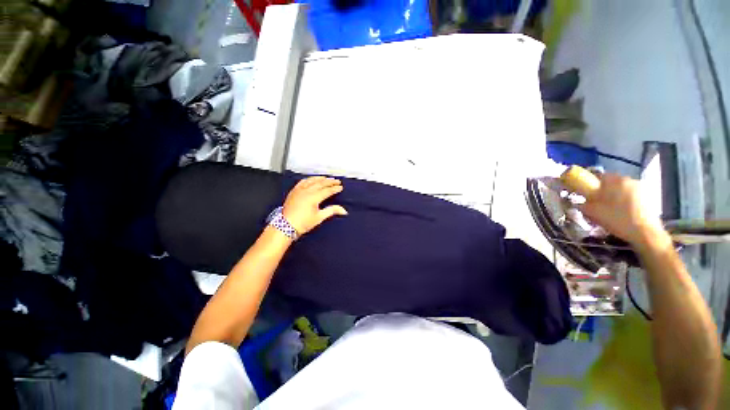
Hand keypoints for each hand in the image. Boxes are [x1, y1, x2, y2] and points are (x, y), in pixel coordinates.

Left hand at [282, 176, 347, 235]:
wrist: (286, 226)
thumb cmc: (303, 223)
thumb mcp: (319, 217)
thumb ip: (332, 211)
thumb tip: (344, 210)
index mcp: (314, 197)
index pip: (327, 190)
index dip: (335, 188)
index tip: (340, 187)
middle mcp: (307, 191)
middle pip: (321, 183)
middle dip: (330, 182)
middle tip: (337, 181)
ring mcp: (299, 190)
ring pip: (312, 180)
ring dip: (320, 178)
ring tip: (327, 178)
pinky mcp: (294, 191)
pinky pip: (302, 182)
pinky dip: (309, 179)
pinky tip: (312, 179)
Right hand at [579, 173, 667, 247]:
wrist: (645, 233)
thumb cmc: (617, 219)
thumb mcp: (593, 213)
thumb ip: (583, 204)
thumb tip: (578, 202)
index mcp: (615, 180)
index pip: (600, 176)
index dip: (592, 184)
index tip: (588, 194)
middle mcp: (629, 180)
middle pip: (613, 182)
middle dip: (605, 191)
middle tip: (599, 203)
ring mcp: (641, 188)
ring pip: (623, 189)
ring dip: (617, 196)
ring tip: (612, 209)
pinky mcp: (649, 197)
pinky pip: (633, 196)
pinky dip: (627, 201)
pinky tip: (624, 213)